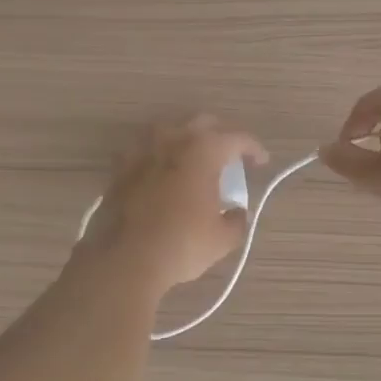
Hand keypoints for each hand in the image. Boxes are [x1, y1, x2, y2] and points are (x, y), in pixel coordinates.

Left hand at [77, 117, 267, 294]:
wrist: (124, 258)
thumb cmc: (181, 243)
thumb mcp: (222, 239)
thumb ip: (236, 220)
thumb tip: (235, 213)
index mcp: (204, 149)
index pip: (237, 138)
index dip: (253, 148)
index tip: (260, 162)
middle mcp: (173, 138)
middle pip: (203, 123)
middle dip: (220, 135)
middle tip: (229, 155)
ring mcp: (143, 148)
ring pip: (170, 128)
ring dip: (186, 138)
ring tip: (193, 158)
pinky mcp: (121, 165)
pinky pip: (145, 147)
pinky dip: (158, 153)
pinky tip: (161, 170)